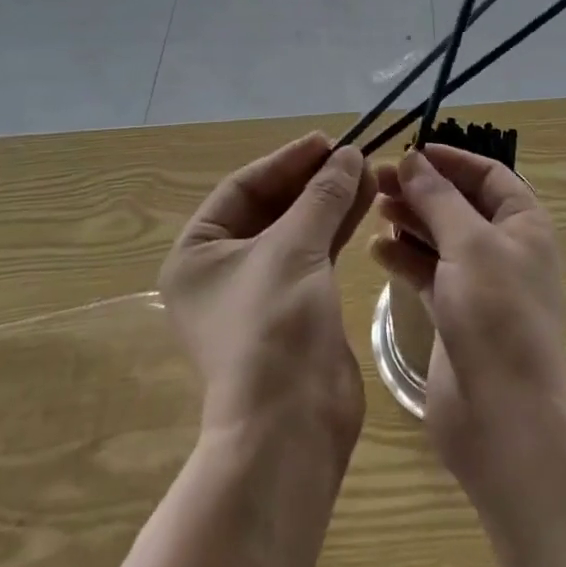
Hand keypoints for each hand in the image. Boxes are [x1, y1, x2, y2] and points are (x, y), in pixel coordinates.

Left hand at [161, 133, 375, 448]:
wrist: (292, 426)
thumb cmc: (273, 324)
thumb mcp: (295, 246)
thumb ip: (322, 194)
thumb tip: (349, 153)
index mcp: (198, 253)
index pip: (243, 187)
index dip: (286, 160)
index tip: (327, 140)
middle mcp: (223, 269)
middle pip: (272, 206)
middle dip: (312, 179)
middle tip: (352, 153)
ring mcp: (260, 289)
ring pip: (298, 228)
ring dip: (330, 199)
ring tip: (367, 169)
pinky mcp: (295, 306)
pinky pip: (315, 251)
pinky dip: (338, 226)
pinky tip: (365, 200)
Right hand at [369, 145, 565, 479]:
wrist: (504, 419)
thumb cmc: (495, 315)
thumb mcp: (469, 243)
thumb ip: (438, 197)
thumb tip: (412, 158)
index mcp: (524, 223)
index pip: (487, 174)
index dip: (450, 159)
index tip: (409, 151)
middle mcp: (505, 247)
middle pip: (459, 203)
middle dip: (422, 189)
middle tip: (377, 179)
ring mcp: (480, 282)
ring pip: (440, 236)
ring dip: (410, 220)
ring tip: (374, 207)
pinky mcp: (455, 313)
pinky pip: (427, 271)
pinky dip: (403, 258)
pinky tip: (375, 250)